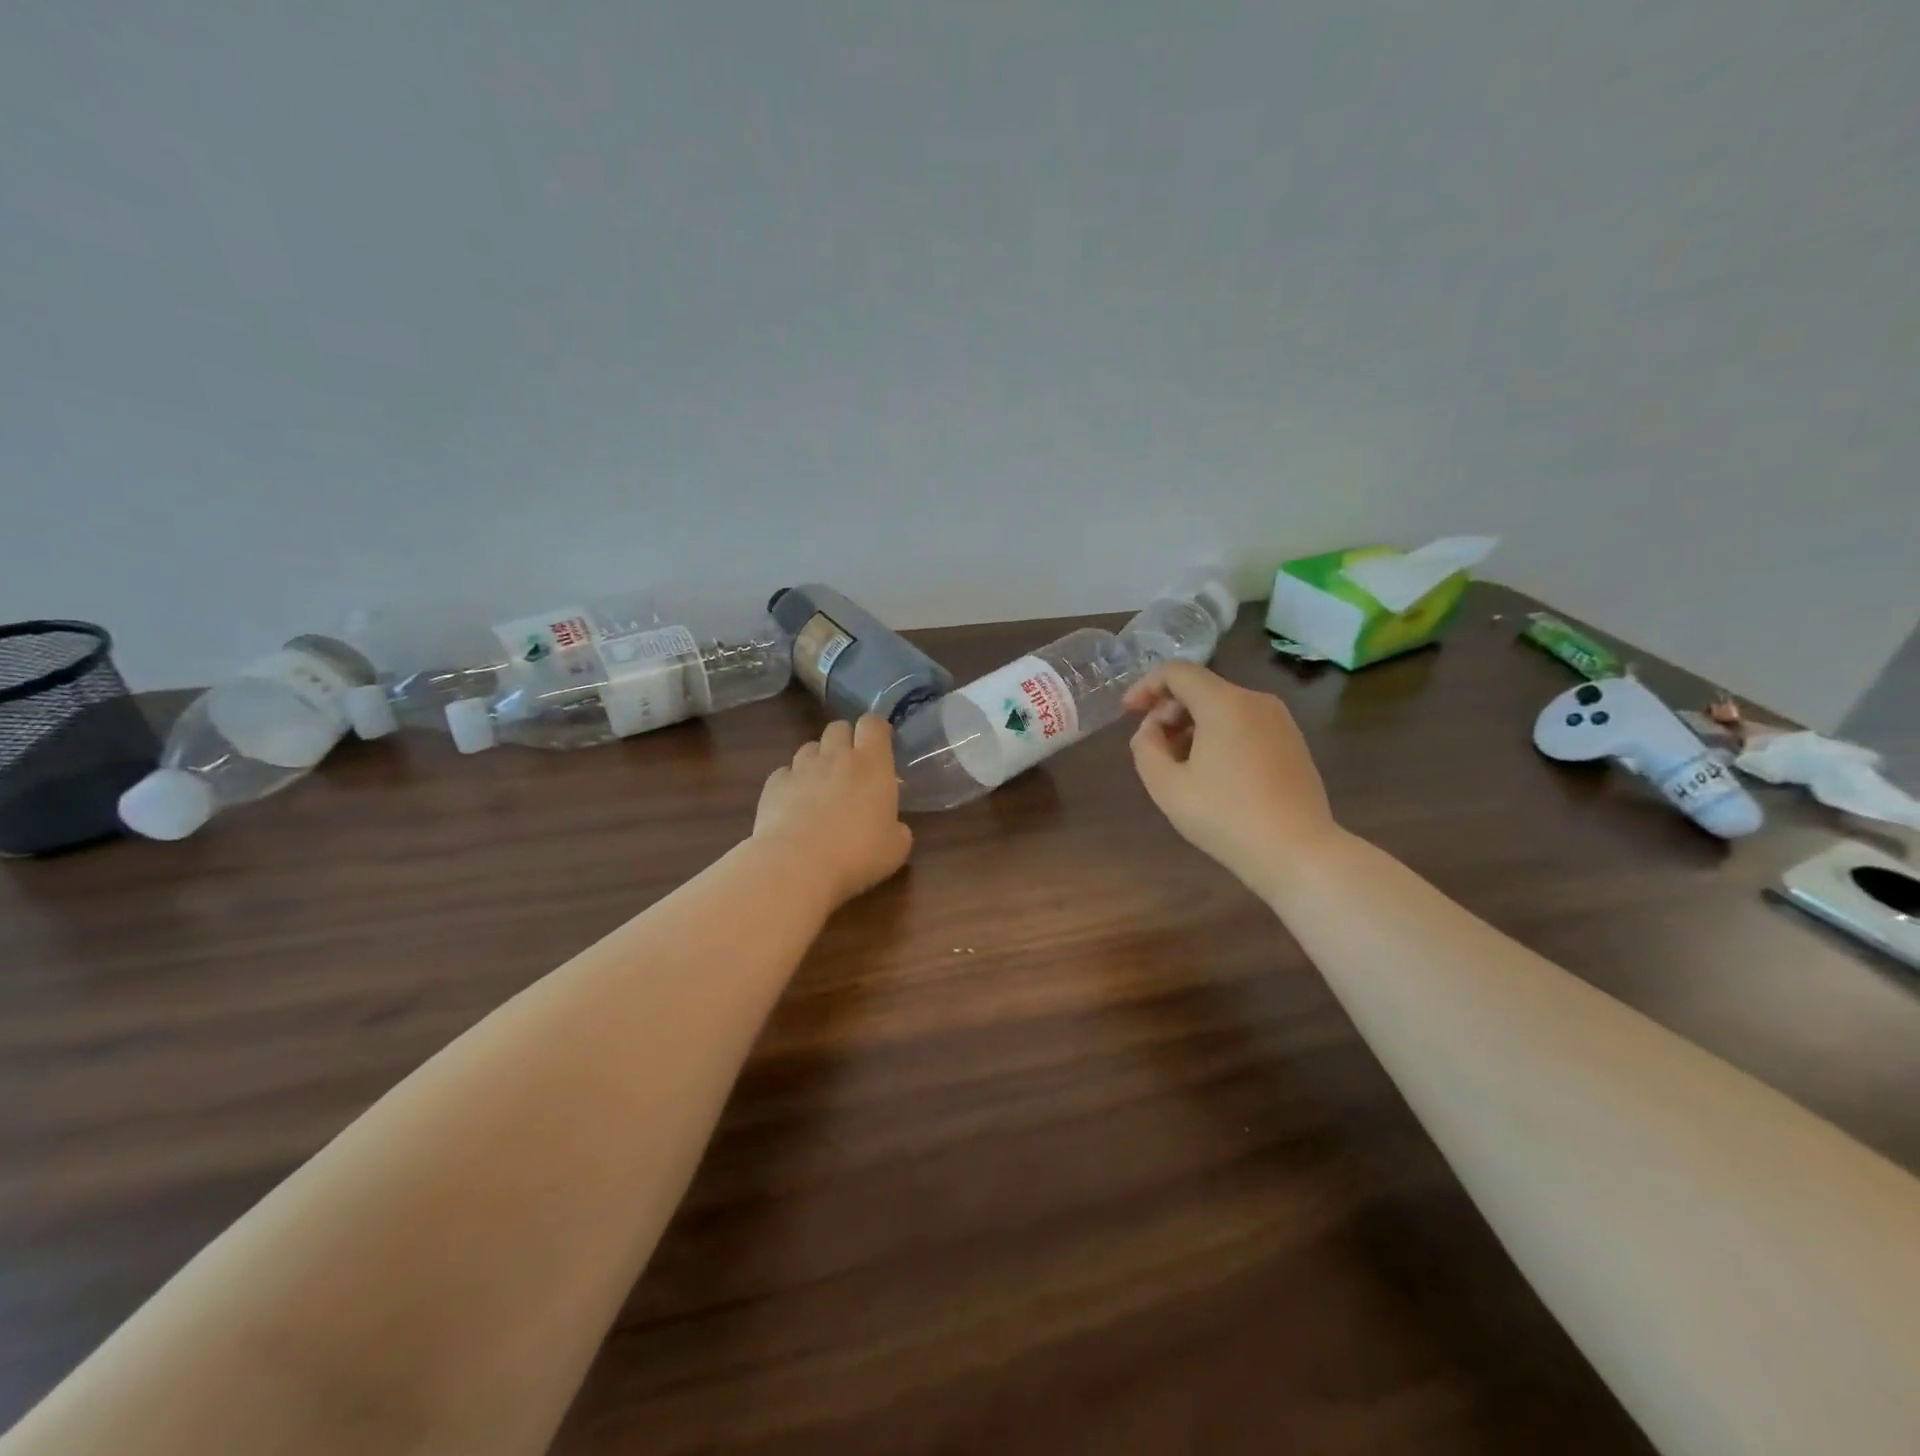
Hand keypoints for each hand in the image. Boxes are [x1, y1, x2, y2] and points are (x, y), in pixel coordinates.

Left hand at [753, 716, 913, 908]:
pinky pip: (785, 772)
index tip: (880, 745)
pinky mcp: (774, 785)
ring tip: (820, 785)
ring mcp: (801, 768)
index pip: (873, 723)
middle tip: (851, 766)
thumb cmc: (857, 854)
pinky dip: (791, 782)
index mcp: (872, 764)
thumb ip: (897, 828)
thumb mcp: (896, 848)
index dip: (876, 730)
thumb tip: (893, 826)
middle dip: (845, 740)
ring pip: (809, 747)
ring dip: (818, 759)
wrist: (797, 865)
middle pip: (838, 727)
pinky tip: (794, 805)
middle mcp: (836, 756)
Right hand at [1124, 662, 1338, 889]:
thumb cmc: (1225, 817)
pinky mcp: (1292, 742)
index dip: (1146, 686)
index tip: (1127, 713)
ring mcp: (1279, 721)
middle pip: (1200, 688)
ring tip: (1178, 764)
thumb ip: (1146, 748)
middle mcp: (1255, 701)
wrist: (1297, 852)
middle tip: (1152, 747)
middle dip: (1168, 711)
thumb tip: (1151, 730)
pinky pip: (1244, 723)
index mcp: (1224, 703)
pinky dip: (1218, 735)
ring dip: (1192, 725)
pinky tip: (1211, 772)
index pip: (1177, 672)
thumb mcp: (1167, 786)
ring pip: (1223, 706)